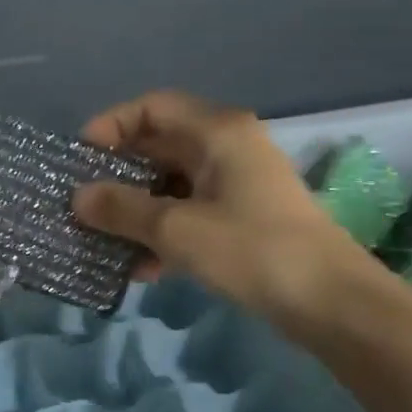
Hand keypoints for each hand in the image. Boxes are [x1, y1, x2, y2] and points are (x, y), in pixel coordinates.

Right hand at [72, 90, 369, 329]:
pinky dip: (161, 233)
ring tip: (103, 240)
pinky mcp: (242, 219)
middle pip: (158, 146)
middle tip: (82, 202)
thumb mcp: (176, 228)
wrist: (334, 304)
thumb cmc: (252, 250)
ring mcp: (236, 184)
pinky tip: (141, 268)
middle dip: (117, 174)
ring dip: (135, 210)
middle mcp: (227, 148)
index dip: (112, 126)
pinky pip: (187, 212)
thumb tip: (77, 198)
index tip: (82, 159)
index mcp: (217, 132)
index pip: (152, 107)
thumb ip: (121, 209)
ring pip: (169, 184)